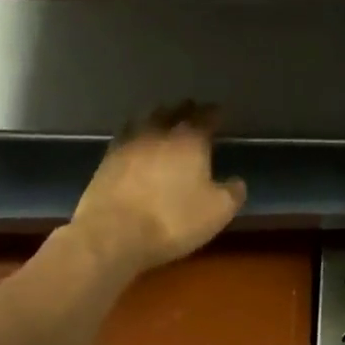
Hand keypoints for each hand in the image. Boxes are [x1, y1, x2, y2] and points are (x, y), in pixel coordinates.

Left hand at [71, 103, 246, 273]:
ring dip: (157, 116)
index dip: (214, 113)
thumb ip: (232, 193)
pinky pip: (125, 135)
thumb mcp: (217, 212)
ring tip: (163, 119)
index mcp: (191, 139)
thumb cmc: (172, 220)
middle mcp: (160, 132)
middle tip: (193, 111)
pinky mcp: (107, 158)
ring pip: (147, 117)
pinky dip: (134, 133)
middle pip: (175, 111)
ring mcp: (130, 142)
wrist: (112, 235)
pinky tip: (135, 140)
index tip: (219, 112)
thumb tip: (237, 182)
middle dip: (186, 109)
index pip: (206, 115)